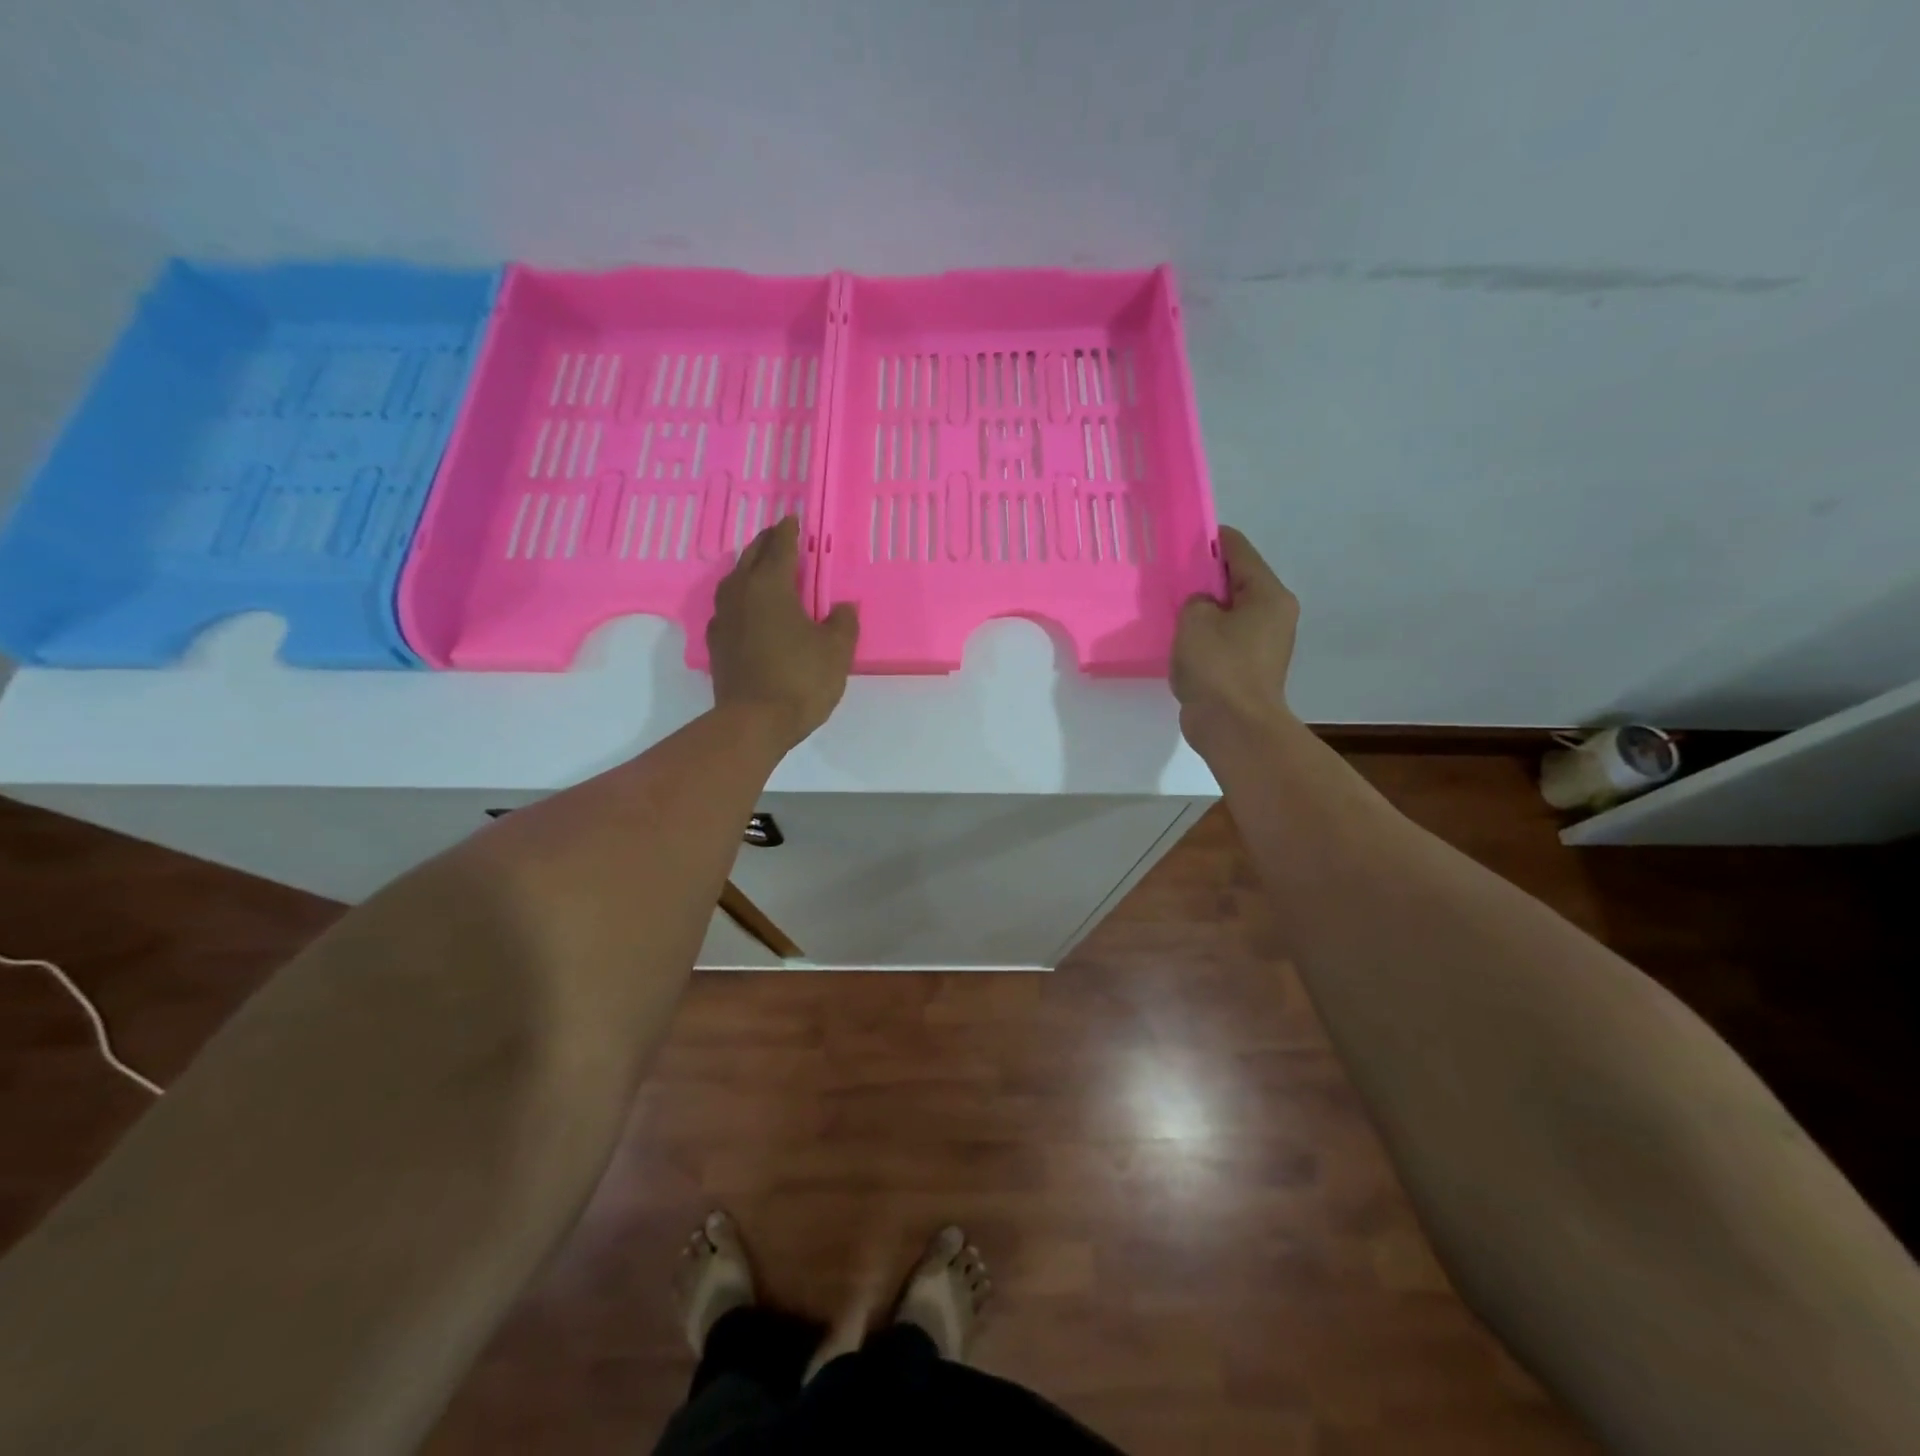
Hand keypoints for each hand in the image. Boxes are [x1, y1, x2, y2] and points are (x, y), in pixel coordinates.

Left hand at [706, 516, 858, 751]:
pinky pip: (728, 607)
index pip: (779, 549)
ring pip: (734, 580)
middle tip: (778, 536)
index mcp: (770, 587)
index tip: (793, 520)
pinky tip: (747, 609)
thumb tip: (843, 607)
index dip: (788, 533)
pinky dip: (740, 598)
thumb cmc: (800, 680)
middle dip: (765, 543)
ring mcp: (724, 619)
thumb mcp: (835, 651)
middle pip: (751, 558)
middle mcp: (741, 595)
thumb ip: (842, 623)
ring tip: (761, 568)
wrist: (753, 723)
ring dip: (748, 568)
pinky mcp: (717, 644)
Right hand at [1172, 526, 1299, 749]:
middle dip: (1203, 576)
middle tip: (1168, 574)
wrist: (1234, 727)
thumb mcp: (1195, 620)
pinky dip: (1204, 635)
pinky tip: (1178, 640)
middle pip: (1235, 580)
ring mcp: (1264, 643)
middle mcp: (1274, 613)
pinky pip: (1223, 638)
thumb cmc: (1218, 667)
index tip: (1179, 537)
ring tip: (1169, 607)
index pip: (1238, 549)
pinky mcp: (1248, 667)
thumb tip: (1201, 605)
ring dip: (1202, 609)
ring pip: (1228, 611)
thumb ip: (1194, 600)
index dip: (1209, 538)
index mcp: (1268, 594)